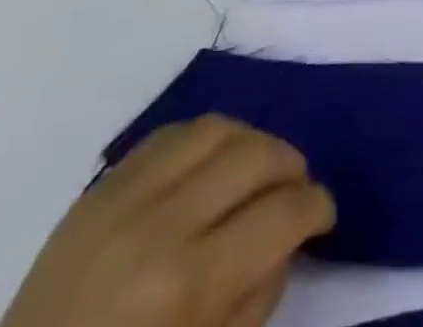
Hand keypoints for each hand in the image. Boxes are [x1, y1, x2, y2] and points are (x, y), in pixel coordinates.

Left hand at [1, 117, 335, 326]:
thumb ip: (258, 295)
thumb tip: (288, 235)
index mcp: (188, 284)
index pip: (282, 213)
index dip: (317, 207)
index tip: (323, 214)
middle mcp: (161, 223)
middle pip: (257, 154)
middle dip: (292, 167)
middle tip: (297, 190)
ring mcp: (124, 196)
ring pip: (218, 128)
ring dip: (253, 141)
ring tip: (260, 167)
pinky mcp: (100, 185)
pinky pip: (171, 133)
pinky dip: (206, 138)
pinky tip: (213, 162)